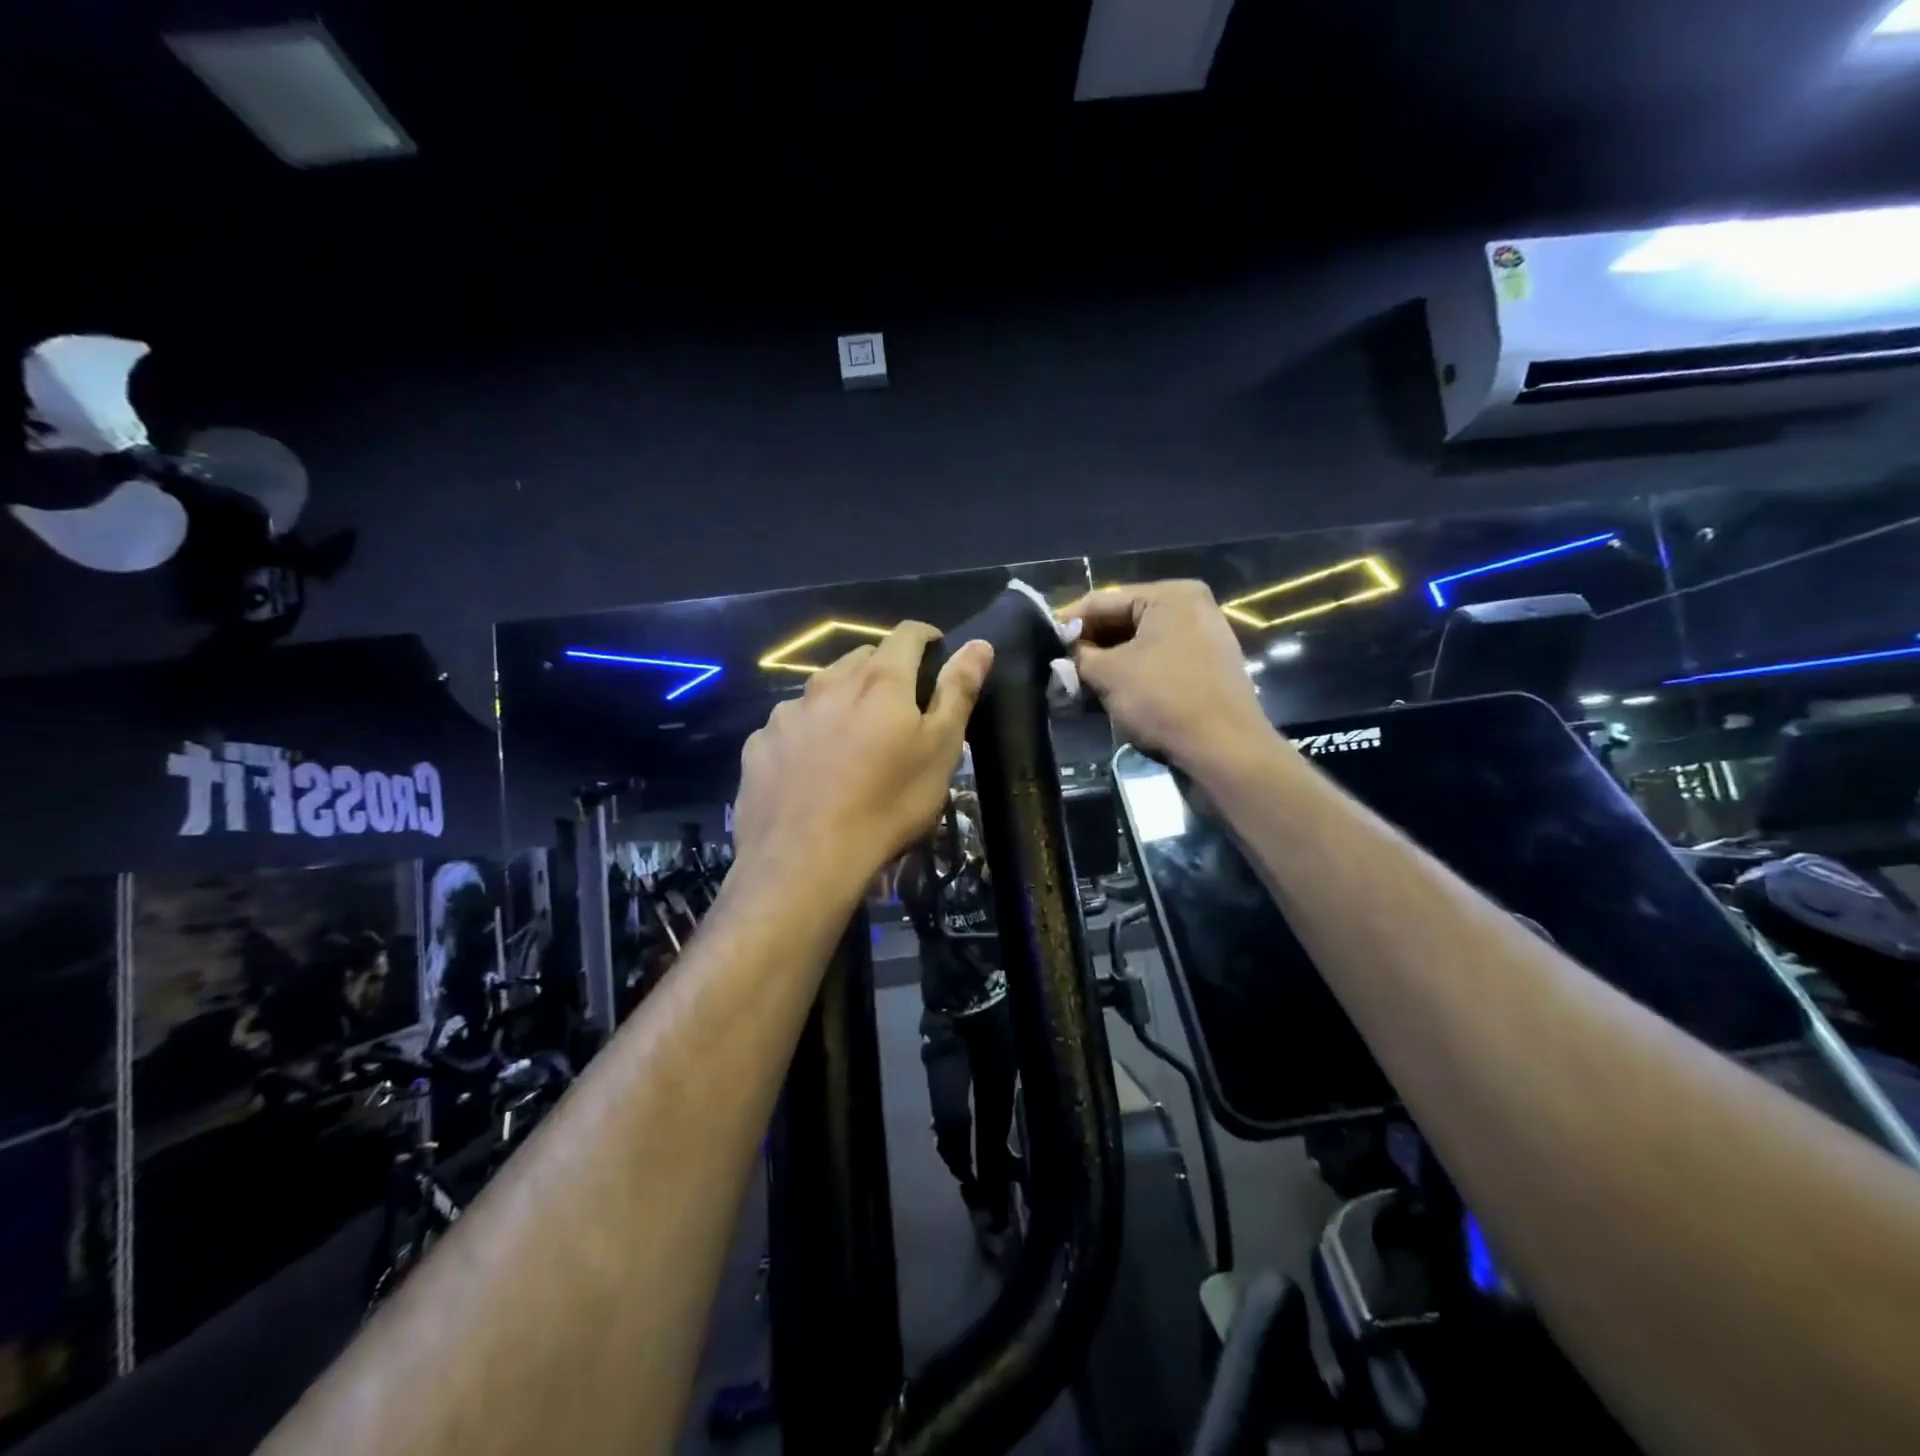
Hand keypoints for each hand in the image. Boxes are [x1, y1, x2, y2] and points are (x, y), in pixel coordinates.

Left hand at [734, 623, 993, 895]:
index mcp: (879, 680)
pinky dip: (807, 734)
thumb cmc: (888, 804)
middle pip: (862, 659)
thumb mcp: (940, 750)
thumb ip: (958, 691)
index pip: (906, 634)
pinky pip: (790, 726)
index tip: (936, 652)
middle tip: (898, 708)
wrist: (805, 861)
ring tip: (852, 741)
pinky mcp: (759, 745)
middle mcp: (828, 683)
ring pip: (822, 691)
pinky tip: (812, 770)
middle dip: (884, 670)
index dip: (926, 638)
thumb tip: (979, 643)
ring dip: (842, 701)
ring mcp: (787, 713)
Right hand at [1056, 580, 1271, 771]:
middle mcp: (1191, 608)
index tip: (1039, 641)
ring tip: (1076, 683)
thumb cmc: (1164, 699)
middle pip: (1122, 620)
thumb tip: (1062, 654)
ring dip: (1107, 663)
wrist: (1225, 749)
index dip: (1066, 622)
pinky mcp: (1206, 669)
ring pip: (1139, 644)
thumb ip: (1078, 656)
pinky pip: (1158, 662)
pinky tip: (1108, 693)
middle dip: (1088, 646)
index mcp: (1171, 595)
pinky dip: (1131, 674)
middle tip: (1056, 666)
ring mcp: (1203, 638)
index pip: (1102, 600)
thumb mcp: (1109, 674)